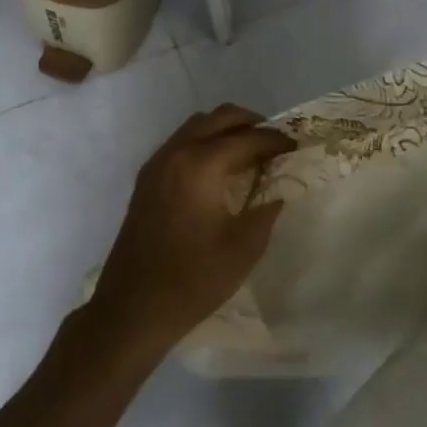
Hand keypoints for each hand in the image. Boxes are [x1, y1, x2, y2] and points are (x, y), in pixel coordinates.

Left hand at [89, 106, 295, 351]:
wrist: (131, 310)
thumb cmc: (191, 281)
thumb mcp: (243, 249)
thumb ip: (266, 210)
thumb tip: (278, 189)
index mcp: (201, 165)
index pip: (247, 139)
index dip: (275, 141)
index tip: (296, 147)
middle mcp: (177, 152)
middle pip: (220, 117)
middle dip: (251, 123)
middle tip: (274, 142)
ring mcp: (158, 162)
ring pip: (198, 125)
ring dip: (226, 129)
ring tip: (248, 152)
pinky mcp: (147, 177)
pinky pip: (182, 141)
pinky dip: (205, 141)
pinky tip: (218, 169)